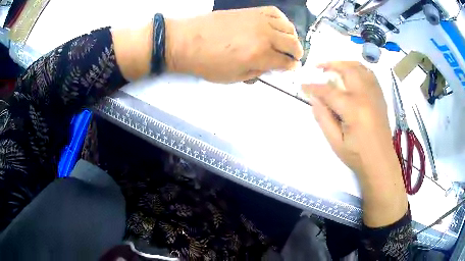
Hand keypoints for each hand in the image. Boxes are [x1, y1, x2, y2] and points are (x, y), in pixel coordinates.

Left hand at [165, 6, 302, 82]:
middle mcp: (265, 36)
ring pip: (288, 27)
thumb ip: (257, 72)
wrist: (187, 41)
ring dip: (292, 37)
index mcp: (260, 55)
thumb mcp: (234, 78)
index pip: (286, 62)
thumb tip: (270, 67)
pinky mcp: (252, 11)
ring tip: (287, 42)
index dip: (291, 66)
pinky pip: (275, 13)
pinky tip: (278, 26)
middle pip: (292, 43)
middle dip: (296, 52)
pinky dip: (282, 20)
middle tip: (293, 57)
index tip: (292, 67)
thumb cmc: (208, 63)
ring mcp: (259, 20)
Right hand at [302, 61, 407, 226]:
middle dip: (330, 64)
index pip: (329, 91)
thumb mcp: (336, 142)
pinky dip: (358, 69)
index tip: (303, 86)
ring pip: (360, 67)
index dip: (314, 87)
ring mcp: (375, 94)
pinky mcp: (380, 96)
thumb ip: (323, 118)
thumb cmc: (357, 156)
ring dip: (345, 63)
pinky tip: (352, 75)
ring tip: (334, 67)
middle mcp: (366, 96)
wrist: (381, 162)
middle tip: (318, 67)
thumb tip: (314, 99)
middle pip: (347, 69)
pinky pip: (370, 74)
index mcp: (354, 109)